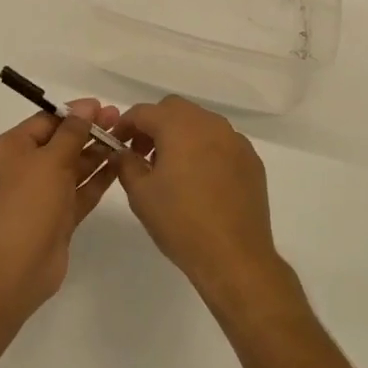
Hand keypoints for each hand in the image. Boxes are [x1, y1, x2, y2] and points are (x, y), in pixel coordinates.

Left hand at [0, 99, 120, 314]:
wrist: (18, 266)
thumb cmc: (28, 202)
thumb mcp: (50, 159)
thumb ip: (72, 132)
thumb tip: (87, 105)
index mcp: (12, 149)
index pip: (46, 122)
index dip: (74, 113)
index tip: (103, 106)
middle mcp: (24, 168)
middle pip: (61, 143)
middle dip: (89, 131)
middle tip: (120, 120)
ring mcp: (42, 195)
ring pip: (73, 167)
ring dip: (97, 154)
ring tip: (126, 140)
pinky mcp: (58, 218)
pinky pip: (80, 191)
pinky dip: (98, 179)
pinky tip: (120, 166)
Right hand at [114, 96, 287, 310]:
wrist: (235, 257)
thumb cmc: (181, 222)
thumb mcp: (140, 193)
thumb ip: (126, 164)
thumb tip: (121, 152)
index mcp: (179, 125)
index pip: (143, 112)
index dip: (125, 125)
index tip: (116, 144)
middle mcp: (209, 123)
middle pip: (174, 110)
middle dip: (154, 125)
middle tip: (142, 154)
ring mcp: (235, 140)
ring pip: (200, 123)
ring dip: (181, 135)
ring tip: (172, 170)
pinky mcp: (251, 160)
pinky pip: (221, 142)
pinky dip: (205, 150)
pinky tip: (201, 181)